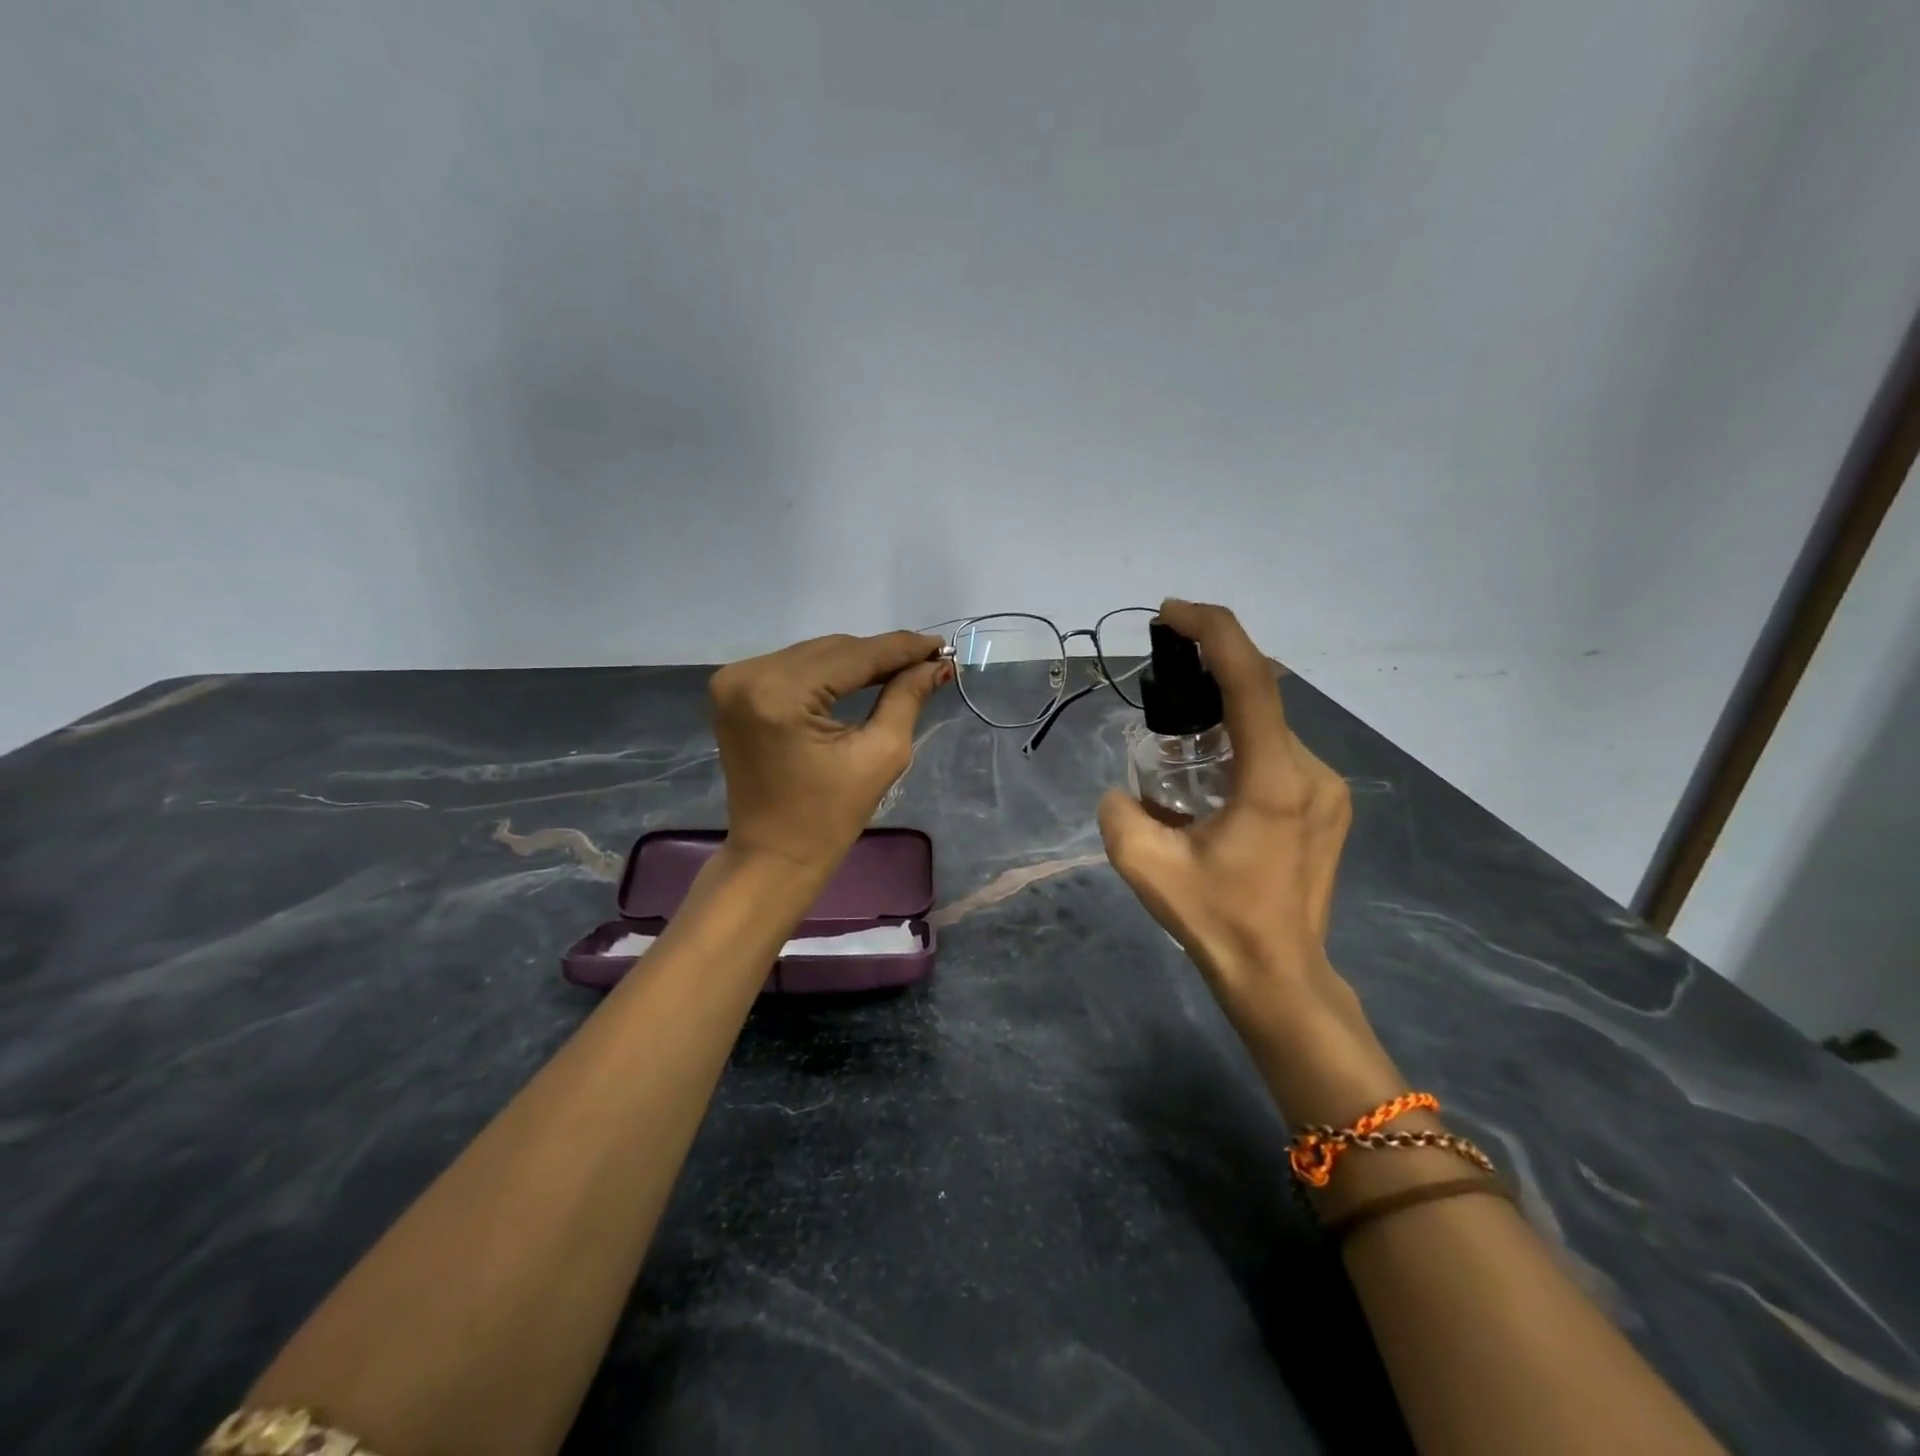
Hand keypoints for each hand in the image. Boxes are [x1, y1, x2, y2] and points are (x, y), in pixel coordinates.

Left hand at [709, 630, 951, 875]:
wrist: (774, 854)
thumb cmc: (830, 816)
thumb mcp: (880, 755)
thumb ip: (907, 699)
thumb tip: (936, 665)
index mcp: (780, 694)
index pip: (853, 656)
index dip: (901, 648)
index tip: (941, 646)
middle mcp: (749, 675)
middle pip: (832, 650)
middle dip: (881, 654)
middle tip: (927, 660)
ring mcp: (734, 680)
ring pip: (814, 654)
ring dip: (857, 660)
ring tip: (901, 667)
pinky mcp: (732, 690)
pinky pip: (793, 667)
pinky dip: (828, 671)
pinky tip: (861, 675)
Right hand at [1098, 600, 1355, 1025]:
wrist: (1279, 976)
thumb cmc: (1217, 922)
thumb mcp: (1146, 867)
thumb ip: (1120, 813)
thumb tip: (1125, 792)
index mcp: (1273, 780)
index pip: (1251, 679)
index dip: (1212, 631)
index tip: (1170, 614)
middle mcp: (1311, 771)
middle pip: (1260, 695)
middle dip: (1208, 676)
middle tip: (1161, 689)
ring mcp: (1327, 788)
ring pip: (1268, 725)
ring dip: (1223, 717)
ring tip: (1180, 750)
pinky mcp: (1328, 804)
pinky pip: (1279, 751)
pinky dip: (1241, 744)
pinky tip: (1212, 782)